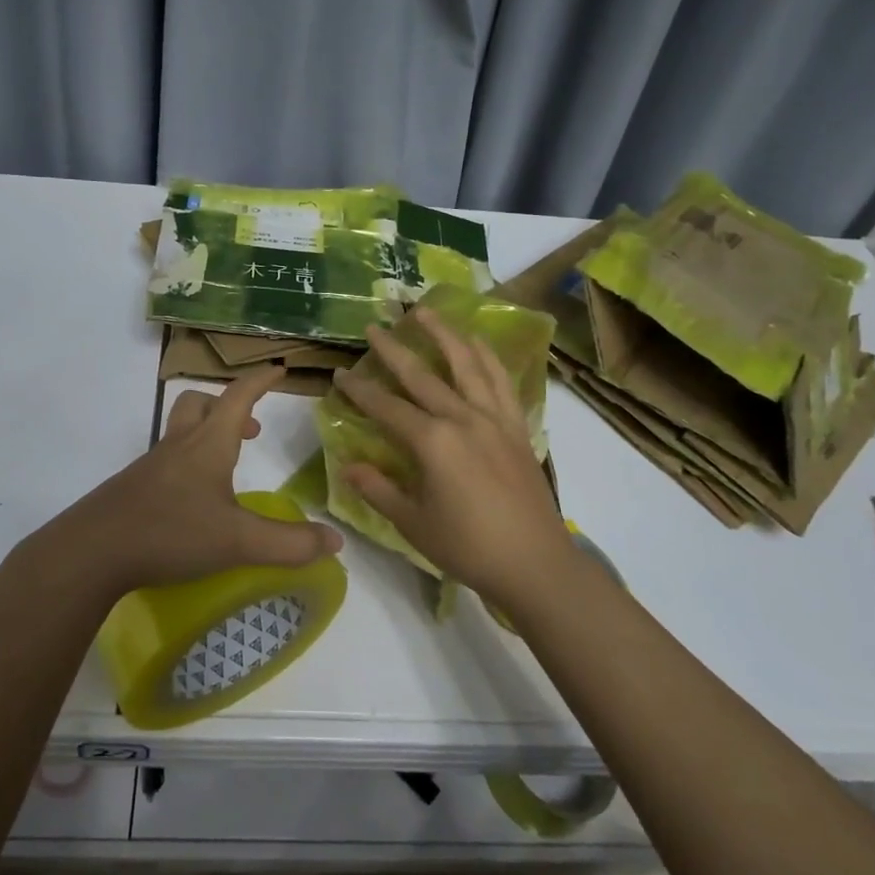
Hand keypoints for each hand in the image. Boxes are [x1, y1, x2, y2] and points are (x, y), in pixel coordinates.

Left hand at [31, 366, 342, 597]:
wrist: (91, 552)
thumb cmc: (170, 533)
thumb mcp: (238, 542)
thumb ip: (288, 543)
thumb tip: (335, 542)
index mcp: (207, 445)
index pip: (238, 397)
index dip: (260, 381)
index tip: (278, 369)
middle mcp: (178, 447)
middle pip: (198, 404)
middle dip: (227, 407)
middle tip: (249, 432)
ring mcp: (150, 467)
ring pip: (179, 433)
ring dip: (205, 436)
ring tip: (226, 471)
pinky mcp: (132, 490)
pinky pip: (164, 463)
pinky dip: (185, 467)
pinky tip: (192, 505)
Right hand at [332, 309, 577, 605]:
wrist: (534, 563)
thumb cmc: (467, 547)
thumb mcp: (413, 523)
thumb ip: (378, 489)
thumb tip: (348, 465)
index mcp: (432, 442)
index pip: (386, 407)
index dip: (359, 390)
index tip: (340, 373)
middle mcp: (462, 419)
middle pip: (422, 375)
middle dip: (394, 349)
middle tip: (375, 325)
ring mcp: (494, 418)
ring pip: (467, 364)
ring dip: (444, 334)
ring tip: (427, 311)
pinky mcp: (516, 426)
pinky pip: (501, 382)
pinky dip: (487, 357)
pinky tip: (477, 343)